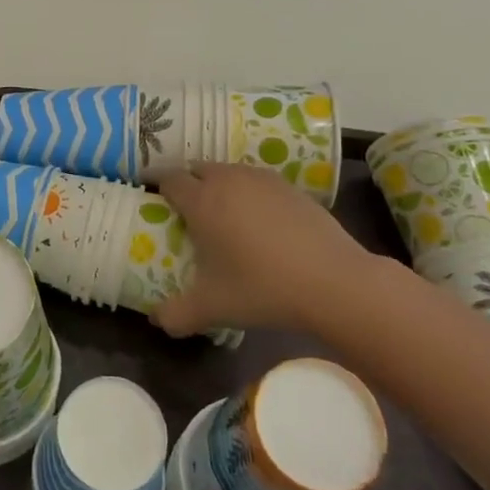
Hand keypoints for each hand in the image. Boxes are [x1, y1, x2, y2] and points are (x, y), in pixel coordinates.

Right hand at [152, 163, 396, 339]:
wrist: (333, 281)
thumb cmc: (262, 288)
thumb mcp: (211, 308)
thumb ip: (176, 314)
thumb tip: (157, 321)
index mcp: (202, 200)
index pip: (169, 179)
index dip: (159, 188)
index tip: (157, 203)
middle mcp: (228, 180)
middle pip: (198, 168)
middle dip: (188, 184)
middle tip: (187, 212)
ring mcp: (263, 180)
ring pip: (229, 172)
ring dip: (220, 185)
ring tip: (223, 215)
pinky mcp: (292, 187)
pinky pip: (258, 182)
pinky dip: (250, 194)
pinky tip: (260, 223)